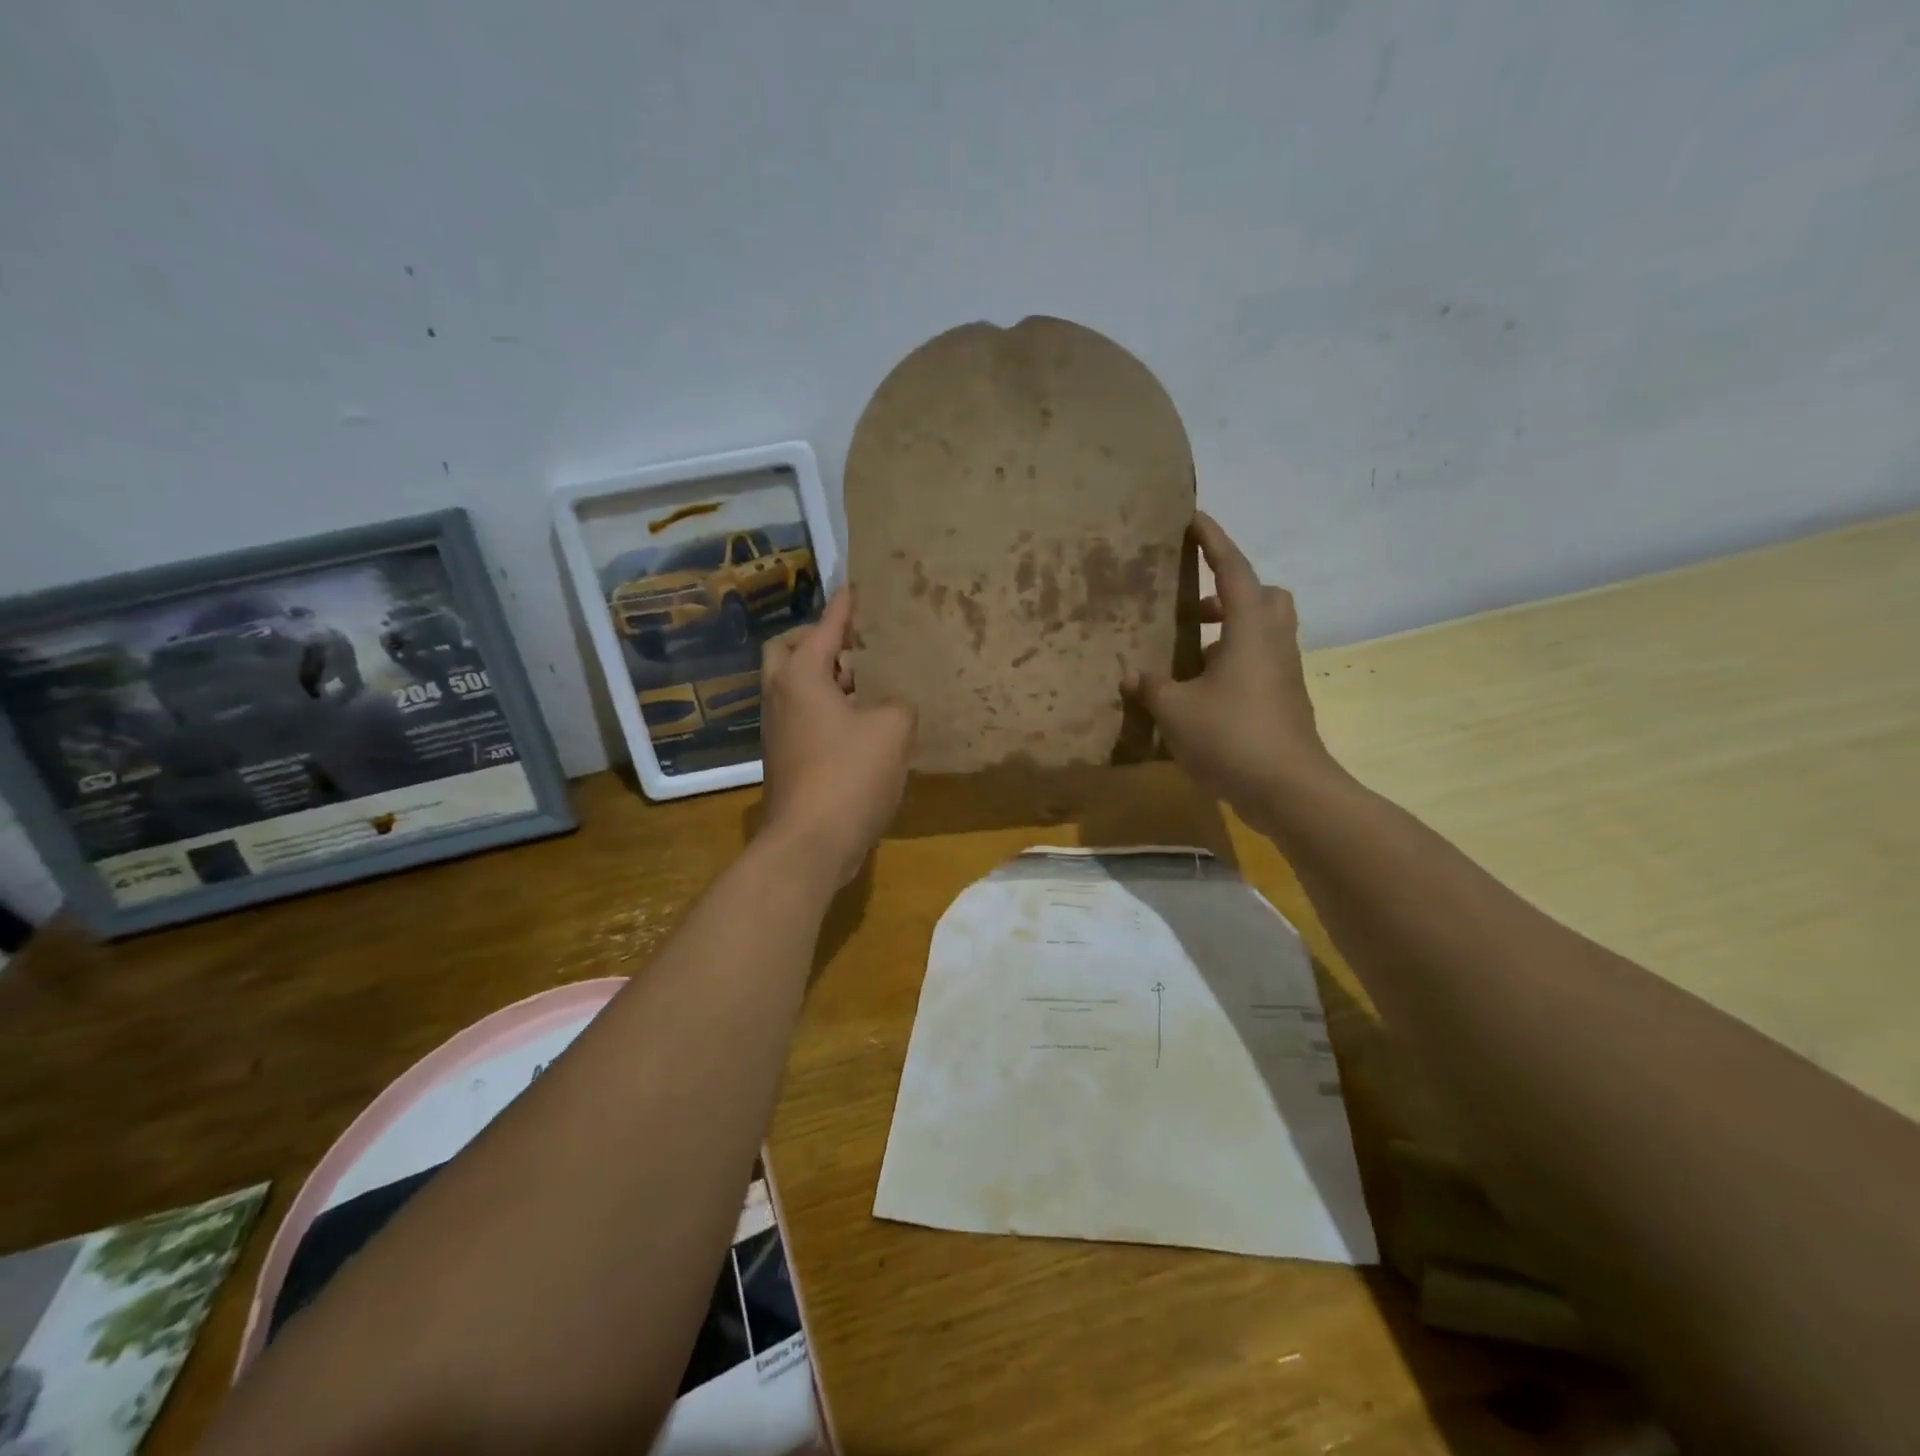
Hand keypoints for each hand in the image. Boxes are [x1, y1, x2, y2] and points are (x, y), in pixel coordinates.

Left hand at [758, 588, 915, 888]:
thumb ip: (898, 704)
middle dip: (819, 641)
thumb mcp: (892, 730)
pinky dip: (826, 708)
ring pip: (794, 687)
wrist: (809, 843)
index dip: (844, 608)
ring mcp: (777, 731)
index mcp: (801, 677)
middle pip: (789, 651)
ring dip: (824, 678)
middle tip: (854, 646)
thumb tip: (890, 707)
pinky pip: (802, 717)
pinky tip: (859, 725)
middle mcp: (780, 697)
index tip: (854, 588)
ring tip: (866, 683)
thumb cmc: (849, 775)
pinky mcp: (785, 760)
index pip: (825, 628)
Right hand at [1123, 513, 1341, 831]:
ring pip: (1261, 632)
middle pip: (1263, 596)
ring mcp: (1283, 673)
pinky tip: (1199, 692)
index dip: (1212, 541)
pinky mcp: (1283, 701)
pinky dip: (1231, 663)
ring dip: (1227, 631)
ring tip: (1187, 653)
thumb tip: (1132, 674)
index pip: (1232, 569)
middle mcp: (1273, 642)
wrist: (1289, 789)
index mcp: (1250, 629)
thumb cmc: (1232, 736)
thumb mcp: (1175, 710)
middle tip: (1192, 607)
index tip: (1194, 518)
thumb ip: (1150, 686)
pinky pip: (1258, 663)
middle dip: (1229, 591)